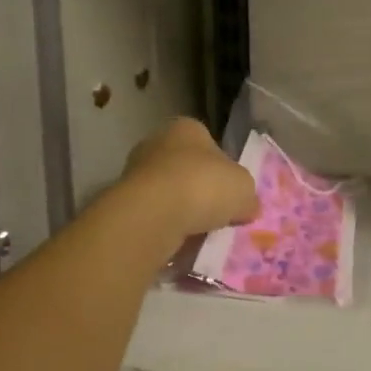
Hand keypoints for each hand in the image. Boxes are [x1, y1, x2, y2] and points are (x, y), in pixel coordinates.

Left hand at [121, 118, 260, 239]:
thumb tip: (247, 205)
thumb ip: (246, 194)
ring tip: (200, 234)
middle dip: (201, 190)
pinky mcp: (124, 202)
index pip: (210, 143)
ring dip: (182, 210)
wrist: (152, 215)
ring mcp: (136, 172)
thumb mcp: (244, 188)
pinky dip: (166, 226)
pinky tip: (178, 242)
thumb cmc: (203, 186)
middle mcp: (158, 142)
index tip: (232, 192)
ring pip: (169, 193)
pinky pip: (154, 214)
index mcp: (187, 128)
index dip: (224, 168)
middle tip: (218, 215)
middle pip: (187, 168)